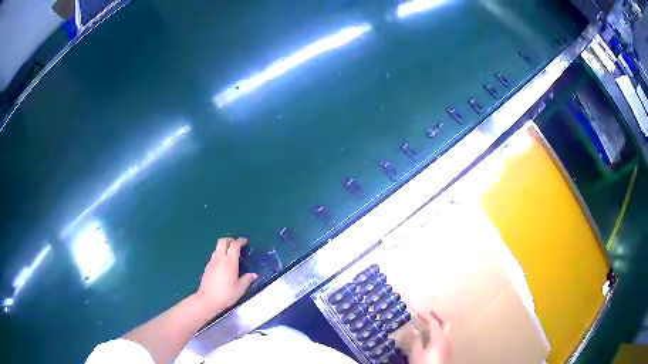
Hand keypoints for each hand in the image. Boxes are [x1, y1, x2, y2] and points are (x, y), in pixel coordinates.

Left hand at [195, 237, 257, 314]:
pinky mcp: (207, 266)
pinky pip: (214, 255)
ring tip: (231, 255)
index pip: (234, 245)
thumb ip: (247, 279)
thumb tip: (254, 275)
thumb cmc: (226, 294)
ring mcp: (212, 262)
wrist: (207, 300)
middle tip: (237, 245)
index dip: (240, 241)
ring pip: (217, 248)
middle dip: (230, 240)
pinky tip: (224, 264)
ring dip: (224, 247)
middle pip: (223, 241)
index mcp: (229, 262)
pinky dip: (220, 254)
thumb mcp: (240, 289)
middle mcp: (219, 258)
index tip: (245, 242)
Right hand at [410, 308, 451, 363]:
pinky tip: (435, 335)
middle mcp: (447, 338)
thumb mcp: (416, 353)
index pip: (433, 322)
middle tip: (431, 311)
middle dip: (439, 315)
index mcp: (439, 337)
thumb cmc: (423, 363)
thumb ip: (416, 340)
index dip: (426, 316)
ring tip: (433, 321)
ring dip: (442, 322)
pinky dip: (442, 330)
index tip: (418, 311)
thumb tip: (414, 330)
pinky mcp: (448, 350)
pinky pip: (448, 335)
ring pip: (449, 329)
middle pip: (446, 322)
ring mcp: (449, 344)